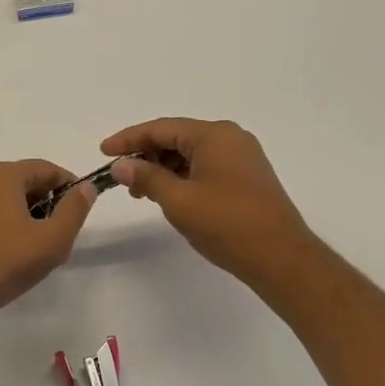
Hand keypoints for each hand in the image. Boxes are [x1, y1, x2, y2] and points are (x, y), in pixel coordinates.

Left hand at [0, 161, 96, 331]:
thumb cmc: (5, 264)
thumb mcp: (52, 240)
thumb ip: (74, 210)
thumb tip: (85, 188)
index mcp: (2, 175)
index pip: (46, 168)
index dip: (69, 186)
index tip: (80, 209)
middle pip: (23, 181)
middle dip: (46, 202)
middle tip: (59, 233)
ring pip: (3, 199)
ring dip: (24, 215)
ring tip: (35, 248)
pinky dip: (3, 225)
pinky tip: (8, 254)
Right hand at [101, 118, 319, 296]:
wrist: (281, 258)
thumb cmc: (227, 224)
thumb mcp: (178, 200)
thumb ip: (146, 178)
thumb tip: (121, 166)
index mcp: (213, 135)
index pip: (160, 128)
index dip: (128, 139)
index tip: (104, 151)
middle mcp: (230, 138)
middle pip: (176, 137)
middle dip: (146, 155)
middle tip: (121, 177)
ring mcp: (242, 157)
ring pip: (190, 153)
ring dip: (163, 168)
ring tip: (141, 192)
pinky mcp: (247, 176)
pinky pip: (205, 166)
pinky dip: (183, 176)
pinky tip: (168, 195)